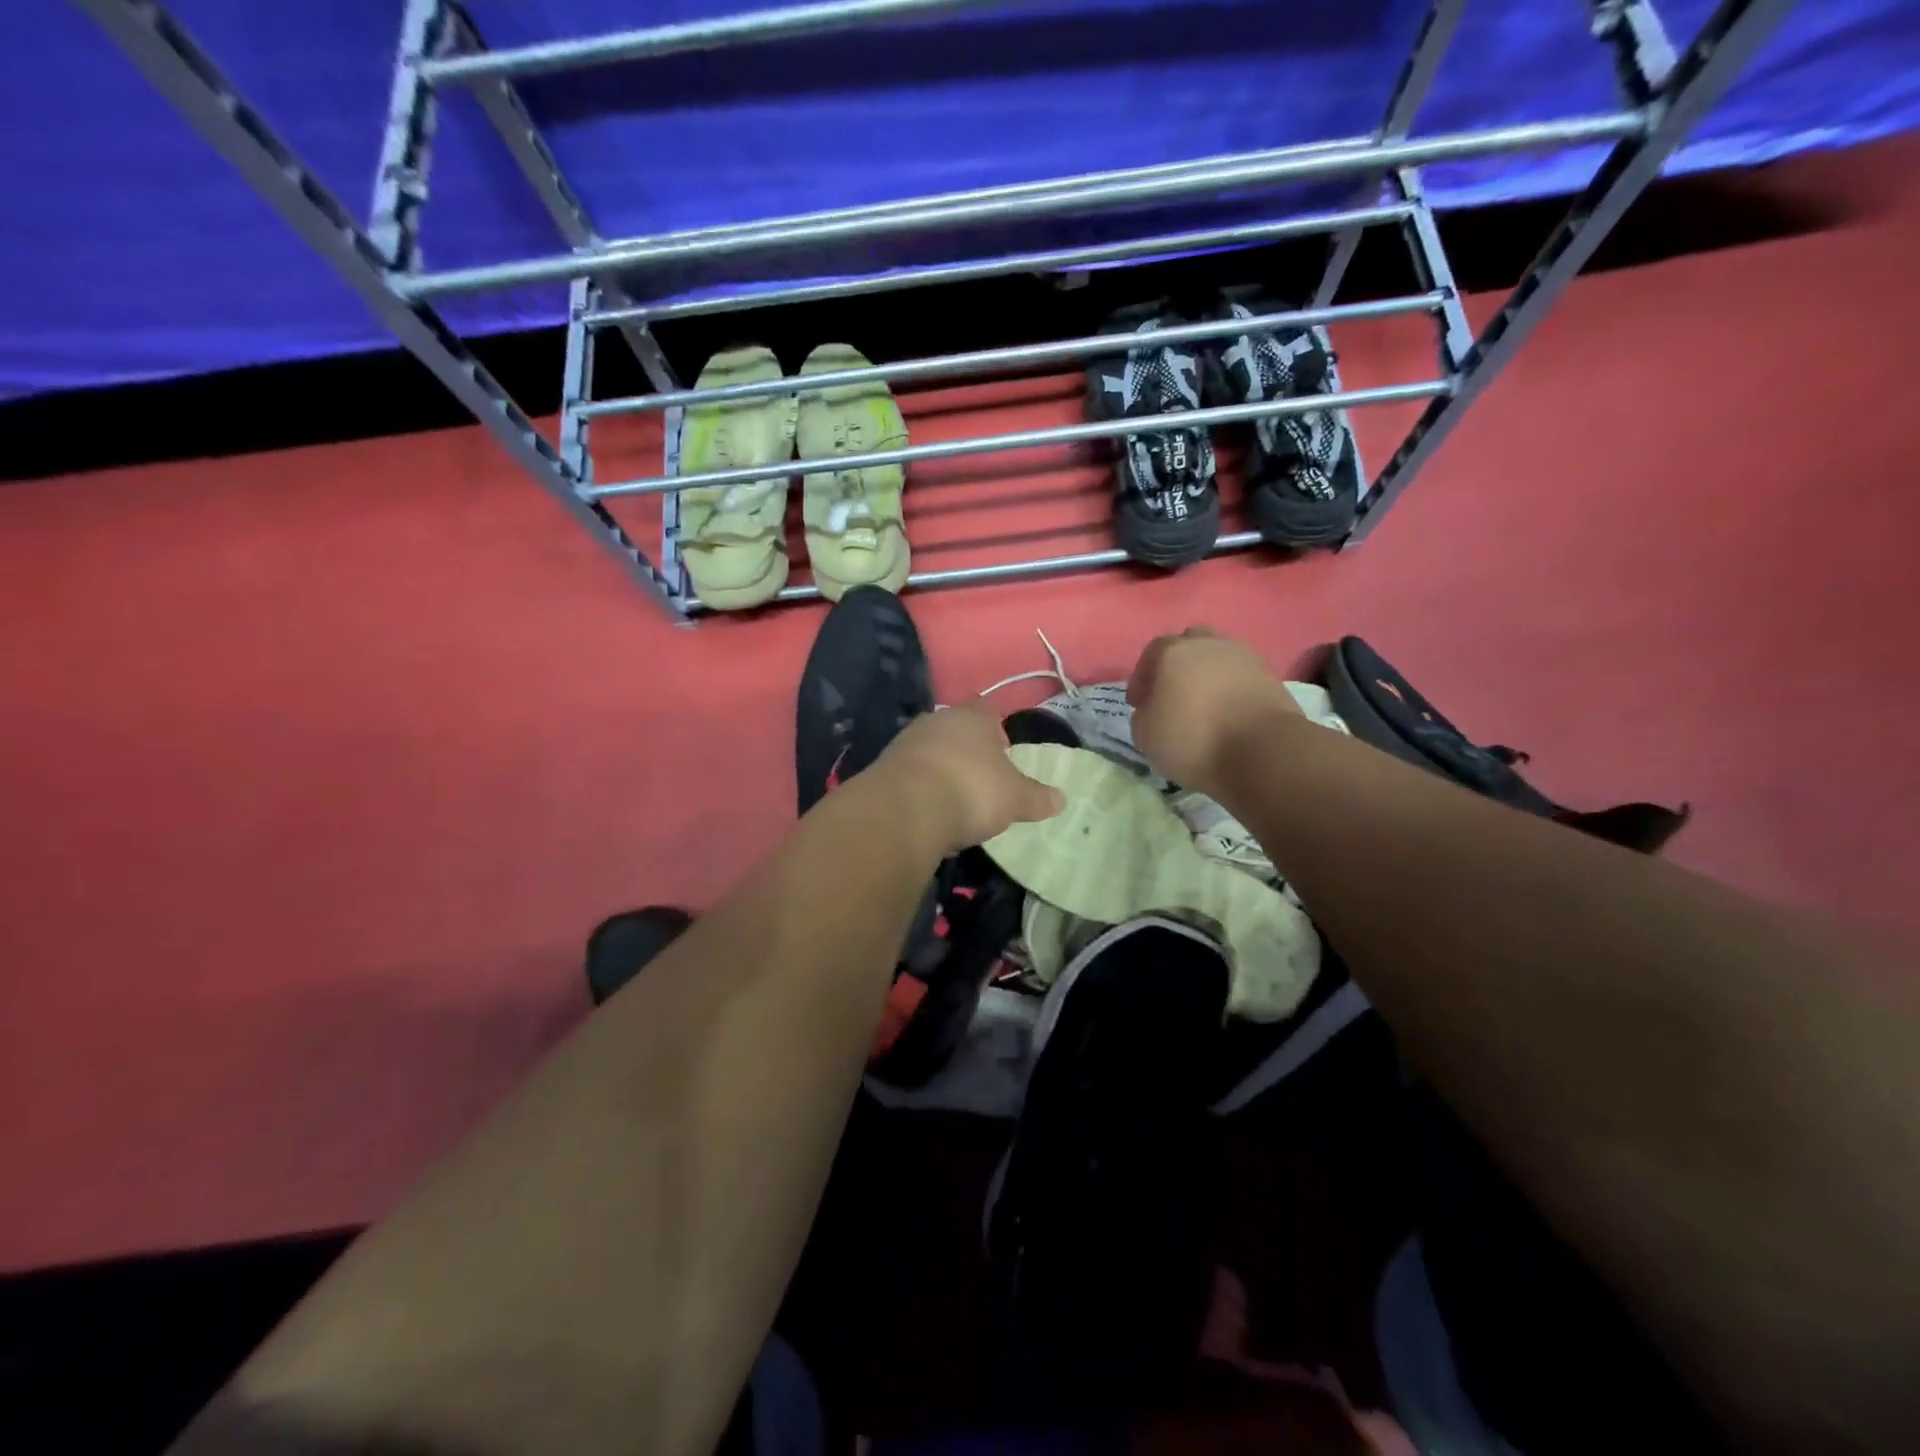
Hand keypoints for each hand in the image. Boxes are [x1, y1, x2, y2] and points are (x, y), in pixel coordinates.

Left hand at [871, 702, 1064, 854]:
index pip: (986, 709)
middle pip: (955, 730)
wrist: (904, 810)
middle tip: (981, 780)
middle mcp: (935, 721)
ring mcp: (905, 743)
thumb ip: (1037, 797)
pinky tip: (929, 816)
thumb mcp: (1015, 799)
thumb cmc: (971, 790)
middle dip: (967, 752)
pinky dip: (920, 792)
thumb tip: (1061, 799)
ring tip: (955, 803)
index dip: (996, 729)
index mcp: (971, 717)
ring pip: (930, 753)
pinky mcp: (883, 769)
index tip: (1003, 752)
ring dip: (941, 772)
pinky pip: (910, 777)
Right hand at [1128, 626, 1302, 797]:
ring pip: (1219, 657)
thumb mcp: (1146, 737)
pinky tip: (1228, 712)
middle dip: (1178, 665)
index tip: (1139, 704)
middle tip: (1173, 694)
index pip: (1151, 653)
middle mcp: (1208, 645)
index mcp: (1173, 652)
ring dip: (1208, 675)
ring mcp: (1244, 657)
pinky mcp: (1270, 677)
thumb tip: (1152, 711)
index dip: (1142, 678)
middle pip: (1189, 644)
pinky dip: (1232, 689)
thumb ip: (1142, 716)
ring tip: (1204, 704)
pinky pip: (1242, 676)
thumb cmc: (1193, 739)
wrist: (1262, 751)